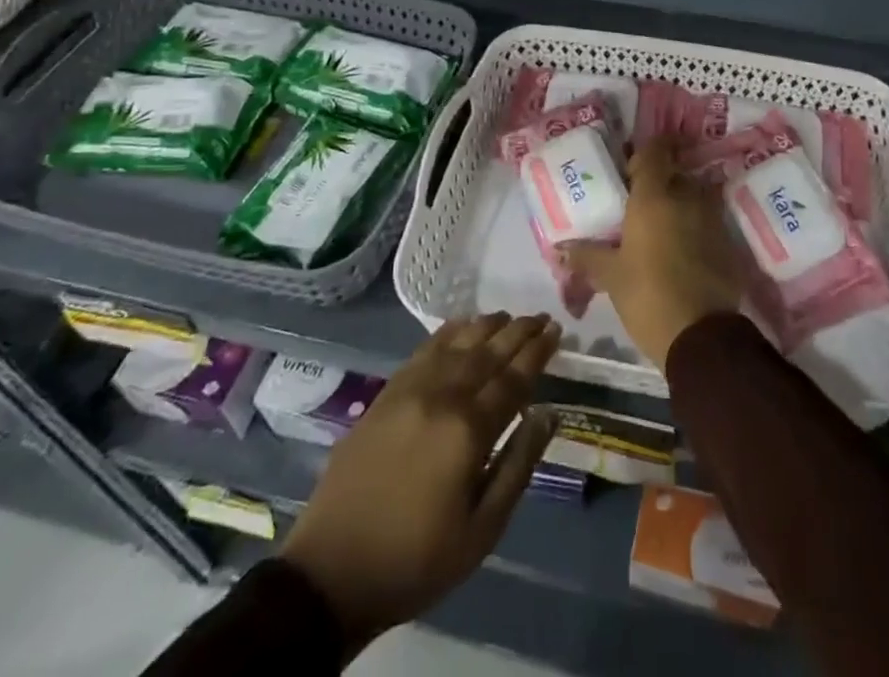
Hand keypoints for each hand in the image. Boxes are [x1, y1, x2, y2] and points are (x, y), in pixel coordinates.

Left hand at [279, 313, 560, 654]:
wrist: (332, 573)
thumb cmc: (416, 560)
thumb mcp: (482, 530)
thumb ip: (519, 465)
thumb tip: (548, 413)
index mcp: (468, 430)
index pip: (513, 379)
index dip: (537, 353)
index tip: (556, 331)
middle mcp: (441, 397)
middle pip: (488, 352)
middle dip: (518, 331)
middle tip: (542, 317)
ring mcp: (410, 390)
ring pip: (457, 343)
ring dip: (486, 326)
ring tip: (508, 316)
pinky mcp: (386, 394)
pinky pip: (425, 349)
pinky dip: (449, 332)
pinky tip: (462, 326)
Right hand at [564, 136, 745, 365]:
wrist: (702, 337)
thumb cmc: (648, 296)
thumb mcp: (611, 276)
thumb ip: (586, 256)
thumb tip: (561, 249)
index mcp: (654, 196)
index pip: (655, 151)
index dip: (644, 152)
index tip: (631, 168)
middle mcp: (687, 197)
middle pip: (674, 173)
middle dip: (659, 183)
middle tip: (638, 203)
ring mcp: (712, 218)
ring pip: (693, 197)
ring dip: (678, 205)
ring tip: (658, 229)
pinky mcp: (728, 242)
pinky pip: (707, 222)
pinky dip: (694, 228)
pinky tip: (680, 251)